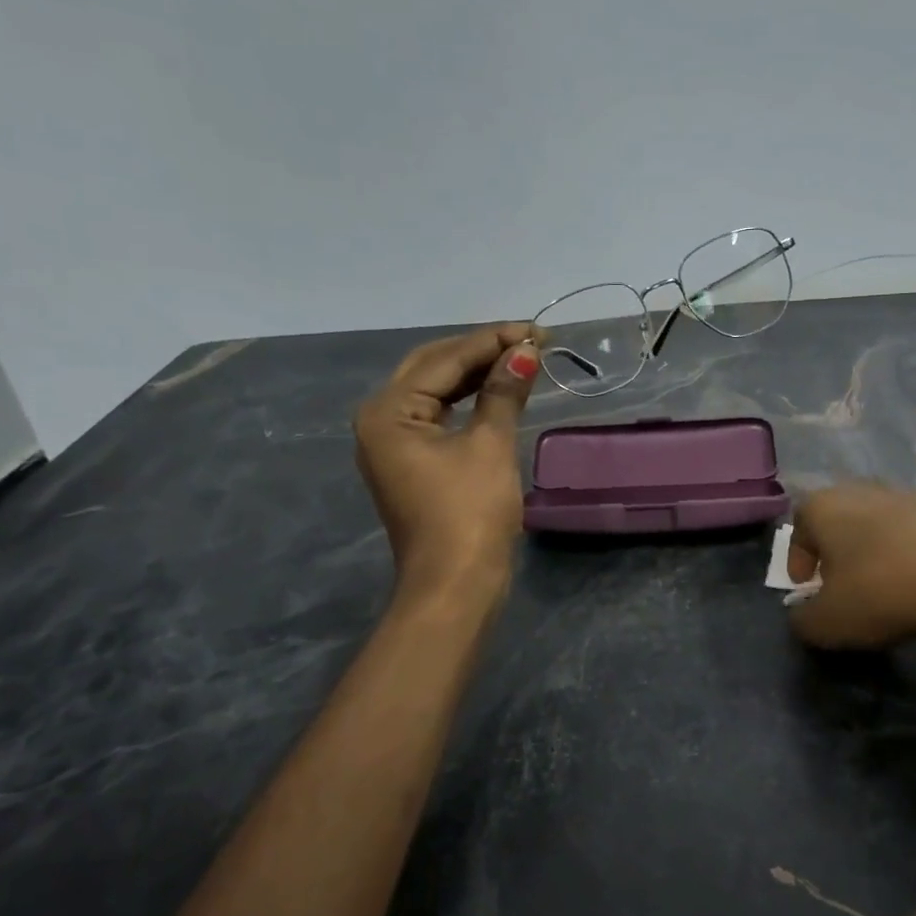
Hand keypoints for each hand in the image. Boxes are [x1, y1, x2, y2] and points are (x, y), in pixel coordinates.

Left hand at [354, 324, 541, 599]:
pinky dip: (469, 402)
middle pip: (433, 369)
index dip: (491, 341)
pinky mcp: (413, 464)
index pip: (444, 360)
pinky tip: (498, 392)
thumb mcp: (490, 445)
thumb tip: (525, 351)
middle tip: (528, 341)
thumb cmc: (470, 513)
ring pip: (436, 392)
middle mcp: (380, 421)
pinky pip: (440, 417)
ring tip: (520, 360)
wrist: (456, 585)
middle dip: (481, 352)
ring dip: (477, 375)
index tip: (534, 329)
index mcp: (388, 411)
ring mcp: (394, 445)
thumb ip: (504, 392)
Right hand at [786, 482, 915, 651]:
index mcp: (822, 506)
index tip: (807, 588)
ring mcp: (902, 494)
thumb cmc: (883, 591)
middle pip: (835, 522)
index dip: (797, 561)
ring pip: (872, 524)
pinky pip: (908, 532)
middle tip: (839, 586)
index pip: (797, 529)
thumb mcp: (829, 622)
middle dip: (834, 553)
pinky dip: (904, 553)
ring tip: (879, 586)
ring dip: (870, 552)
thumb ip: (803, 621)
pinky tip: (915, 581)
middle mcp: (857, 489)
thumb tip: (803, 615)